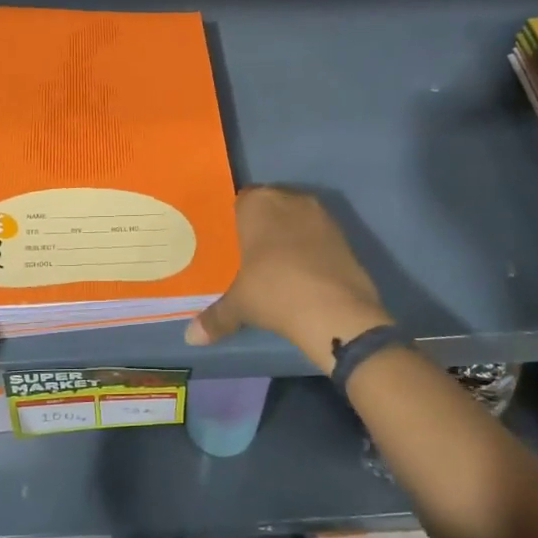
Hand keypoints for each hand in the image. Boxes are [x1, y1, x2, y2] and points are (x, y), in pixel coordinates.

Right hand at [185, 187, 391, 374]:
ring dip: (289, 235)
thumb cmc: (274, 292)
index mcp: (258, 203)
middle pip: (271, 206)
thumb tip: (192, 337)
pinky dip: (311, 249)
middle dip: (263, 226)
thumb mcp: (239, 305)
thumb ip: (215, 317)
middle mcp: (290, 199)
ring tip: (277, 265)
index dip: (236, 221)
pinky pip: (318, 235)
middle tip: (251, 254)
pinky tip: (304, 273)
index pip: (241, 201)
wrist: (335, 310)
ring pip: (297, 218)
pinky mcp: (345, 235)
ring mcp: (321, 215)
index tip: (231, 243)